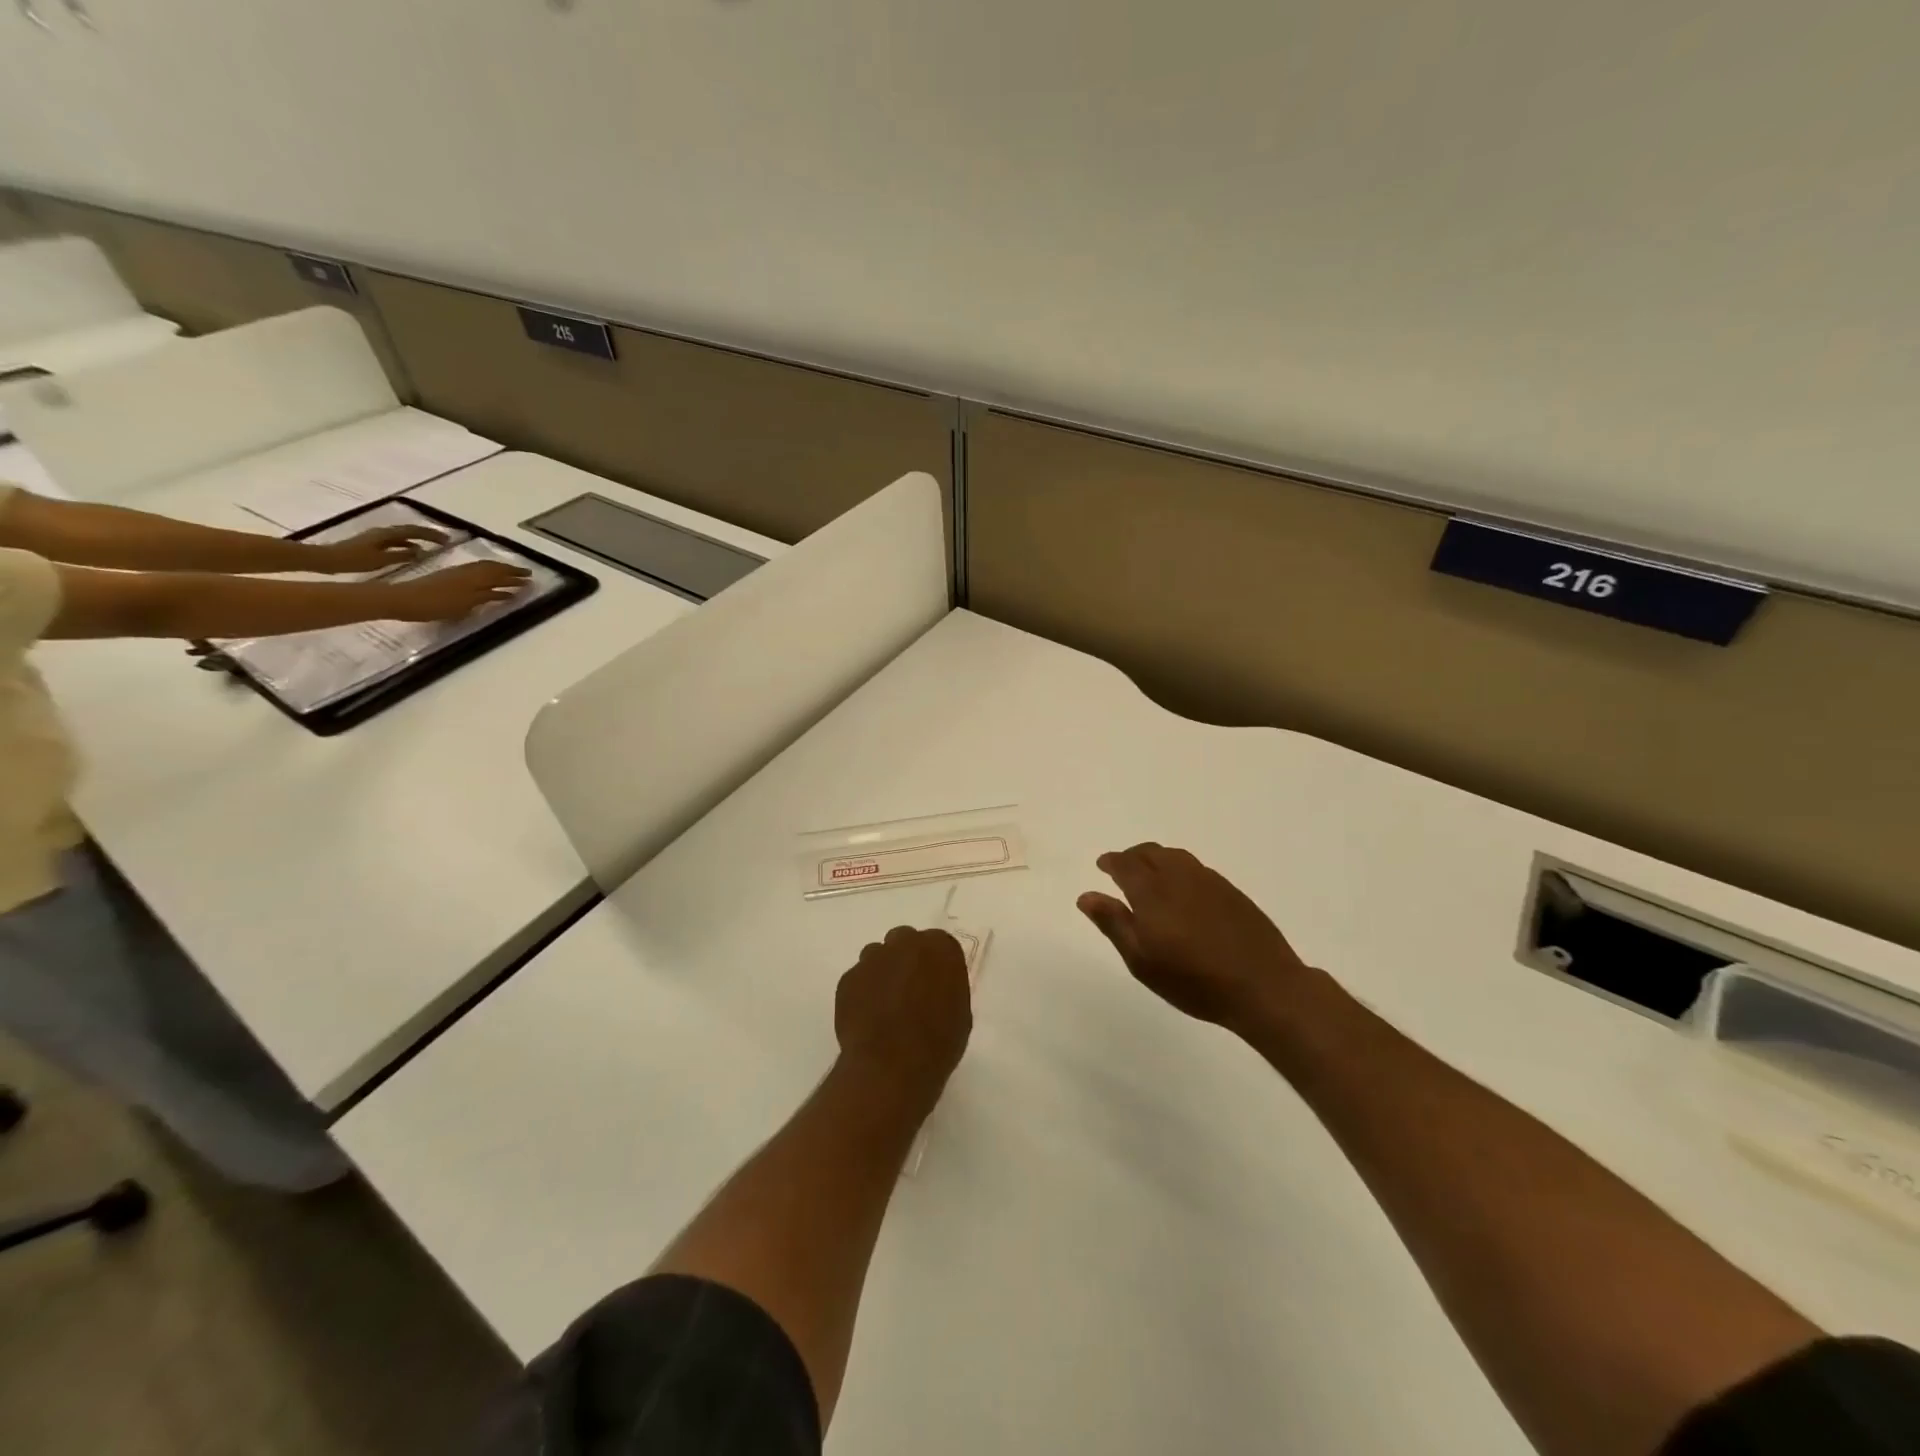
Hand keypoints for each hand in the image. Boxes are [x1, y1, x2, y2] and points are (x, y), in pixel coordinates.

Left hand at [307, 524, 447, 574]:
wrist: (327, 559)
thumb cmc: (354, 560)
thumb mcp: (381, 559)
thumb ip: (401, 555)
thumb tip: (420, 551)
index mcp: (386, 534)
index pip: (414, 531)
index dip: (431, 534)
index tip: (447, 540)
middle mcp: (383, 532)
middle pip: (409, 530)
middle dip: (427, 534)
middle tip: (444, 540)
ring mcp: (376, 537)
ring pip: (403, 534)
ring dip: (418, 538)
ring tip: (431, 545)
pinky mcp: (372, 543)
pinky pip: (396, 540)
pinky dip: (407, 543)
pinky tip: (411, 550)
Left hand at [384, 561, 531, 620]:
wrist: (403, 600)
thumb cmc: (434, 606)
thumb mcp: (465, 605)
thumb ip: (486, 597)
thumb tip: (505, 592)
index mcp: (473, 580)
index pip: (499, 576)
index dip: (515, 577)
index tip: (531, 579)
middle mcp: (467, 573)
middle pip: (493, 569)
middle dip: (511, 571)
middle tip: (527, 574)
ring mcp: (456, 574)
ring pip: (483, 568)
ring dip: (499, 570)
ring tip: (511, 574)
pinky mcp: (448, 577)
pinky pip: (474, 570)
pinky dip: (486, 572)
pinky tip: (487, 577)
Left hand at [835, 927, 972, 1108]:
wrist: (892, 1067)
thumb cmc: (938, 1043)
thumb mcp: (960, 1013)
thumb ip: (947, 987)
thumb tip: (934, 988)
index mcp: (940, 947)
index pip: (939, 945)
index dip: (935, 965)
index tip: (935, 985)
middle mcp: (904, 943)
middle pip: (905, 941)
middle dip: (907, 960)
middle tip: (910, 991)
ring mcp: (872, 959)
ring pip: (877, 956)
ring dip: (883, 973)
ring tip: (886, 1007)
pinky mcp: (848, 979)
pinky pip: (858, 979)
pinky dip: (862, 993)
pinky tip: (868, 1019)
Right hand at [1079, 842, 1314, 1035]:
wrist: (1263, 986)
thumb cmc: (1194, 980)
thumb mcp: (1142, 960)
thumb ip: (1113, 923)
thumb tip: (1086, 895)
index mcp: (1152, 891)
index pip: (1126, 864)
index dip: (1112, 861)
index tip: (1102, 865)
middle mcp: (1179, 876)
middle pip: (1151, 852)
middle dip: (1132, 856)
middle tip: (1122, 869)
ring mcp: (1209, 881)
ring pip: (1176, 857)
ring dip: (1157, 859)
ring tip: (1150, 876)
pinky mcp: (1231, 891)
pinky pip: (1196, 868)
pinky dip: (1179, 869)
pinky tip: (1183, 891)